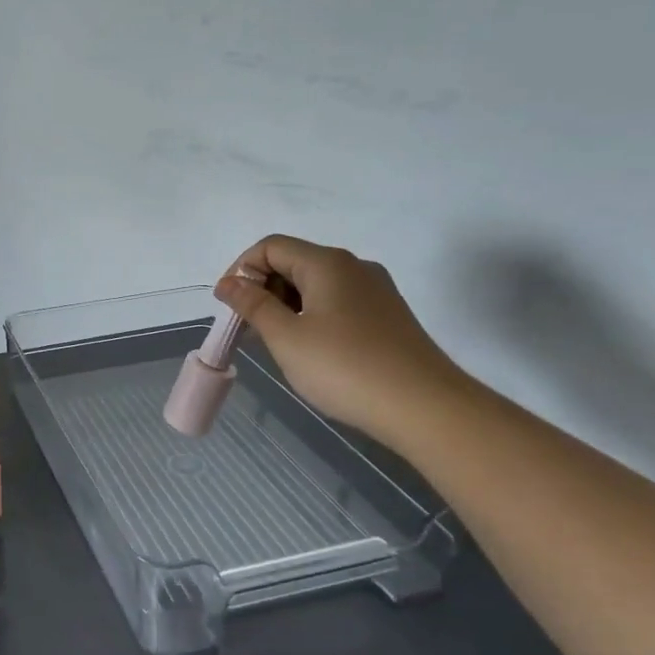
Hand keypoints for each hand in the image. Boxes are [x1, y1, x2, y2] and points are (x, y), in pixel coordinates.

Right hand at [213, 235, 469, 447]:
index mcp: (327, 263)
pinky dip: (310, 318)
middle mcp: (353, 267)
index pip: (271, 247)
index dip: (241, 270)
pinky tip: (308, 351)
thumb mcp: (286, 337)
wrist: (426, 407)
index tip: (230, 308)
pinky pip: (336, 304)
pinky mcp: (386, 316)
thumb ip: (253, 305)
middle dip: (262, 290)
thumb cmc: (346, 368)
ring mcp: (375, 291)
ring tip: (274, 345)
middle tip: (248, 331)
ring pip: (315, 286)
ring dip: (284, 307)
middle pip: (293, 262)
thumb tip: (228, 282)